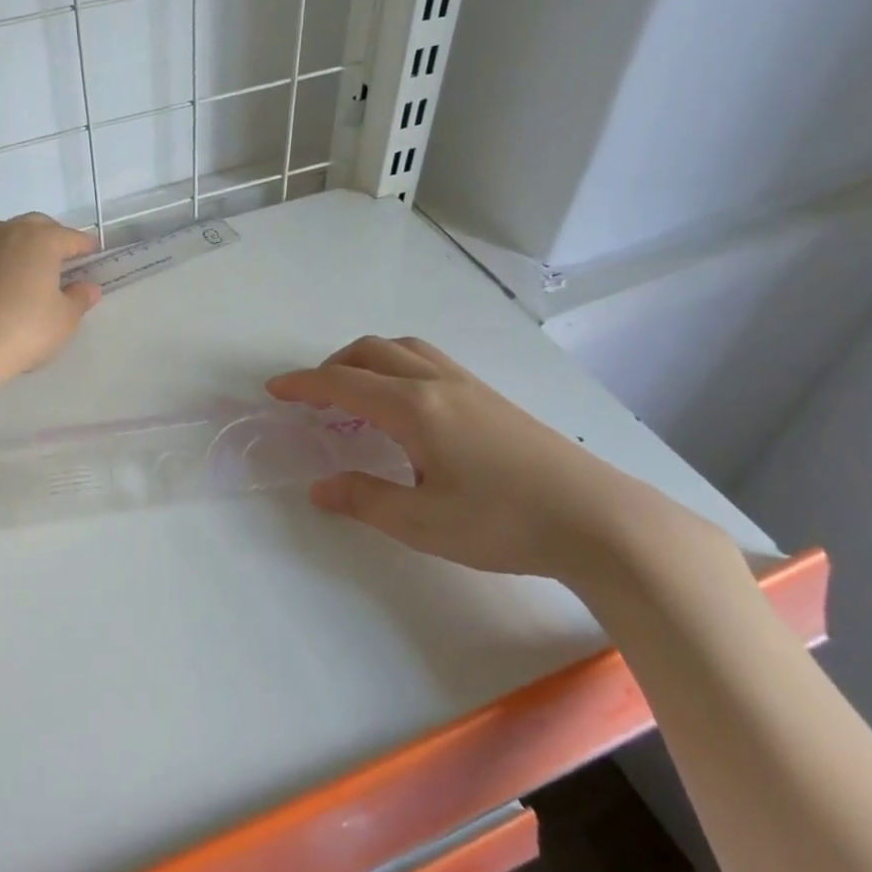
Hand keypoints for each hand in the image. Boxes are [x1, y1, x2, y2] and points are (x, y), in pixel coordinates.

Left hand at [0, 213, 100, 392]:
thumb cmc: (23, 330)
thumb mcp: (64, 320)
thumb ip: (79, 300)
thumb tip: (89, 288)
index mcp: (41, 241)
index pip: (70, 237)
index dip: (84, 245)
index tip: (93, 252)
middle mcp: (7, 233)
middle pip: (34, 226)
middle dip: (50, 237)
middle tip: (60, 256)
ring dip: (14, 242)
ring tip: (21, 262)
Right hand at [266, 336, 730, 588]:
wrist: (598, 519)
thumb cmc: (502, 522)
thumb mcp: (422, 522)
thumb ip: (364, 499)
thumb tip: (319, 487)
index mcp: (414, 408)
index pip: (343, 382)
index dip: (303, 384)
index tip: (274, 390)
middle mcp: (438, 384)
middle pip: (372, 351)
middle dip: (333, 365)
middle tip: (313, 396)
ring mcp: (470, 386)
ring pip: (406, 349)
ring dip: (368, 361)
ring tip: (356, 395)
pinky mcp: (492, 398)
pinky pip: (430, 362)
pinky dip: (398, 368)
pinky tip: (408, 409)